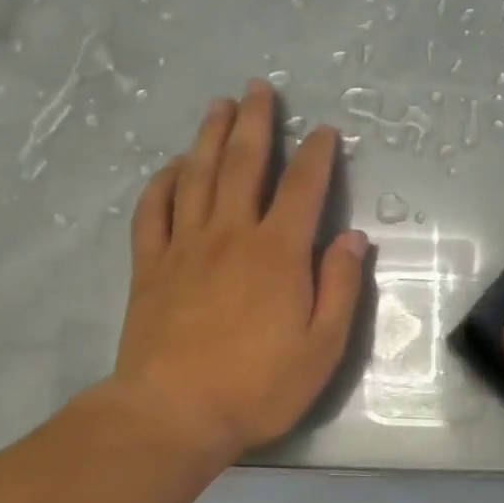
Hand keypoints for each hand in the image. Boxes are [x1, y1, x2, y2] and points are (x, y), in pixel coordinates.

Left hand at [97, 80, 368, 462]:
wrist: (173, 414)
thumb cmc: (258, 385)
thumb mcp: (323, 346)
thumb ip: (340, 287)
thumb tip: (353, 237)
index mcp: (278, 253)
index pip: (303, 188)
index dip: (317, 155)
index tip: (325, 131)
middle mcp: (231, 234)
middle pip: (244, 164)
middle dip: (256, 123)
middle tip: (260, 89)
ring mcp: (184, 246)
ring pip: (198, 175)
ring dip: (210, 136)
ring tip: (219, 105)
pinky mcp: (150, 265)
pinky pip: (154, 209)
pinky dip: (164, 180)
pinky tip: (173, 166)